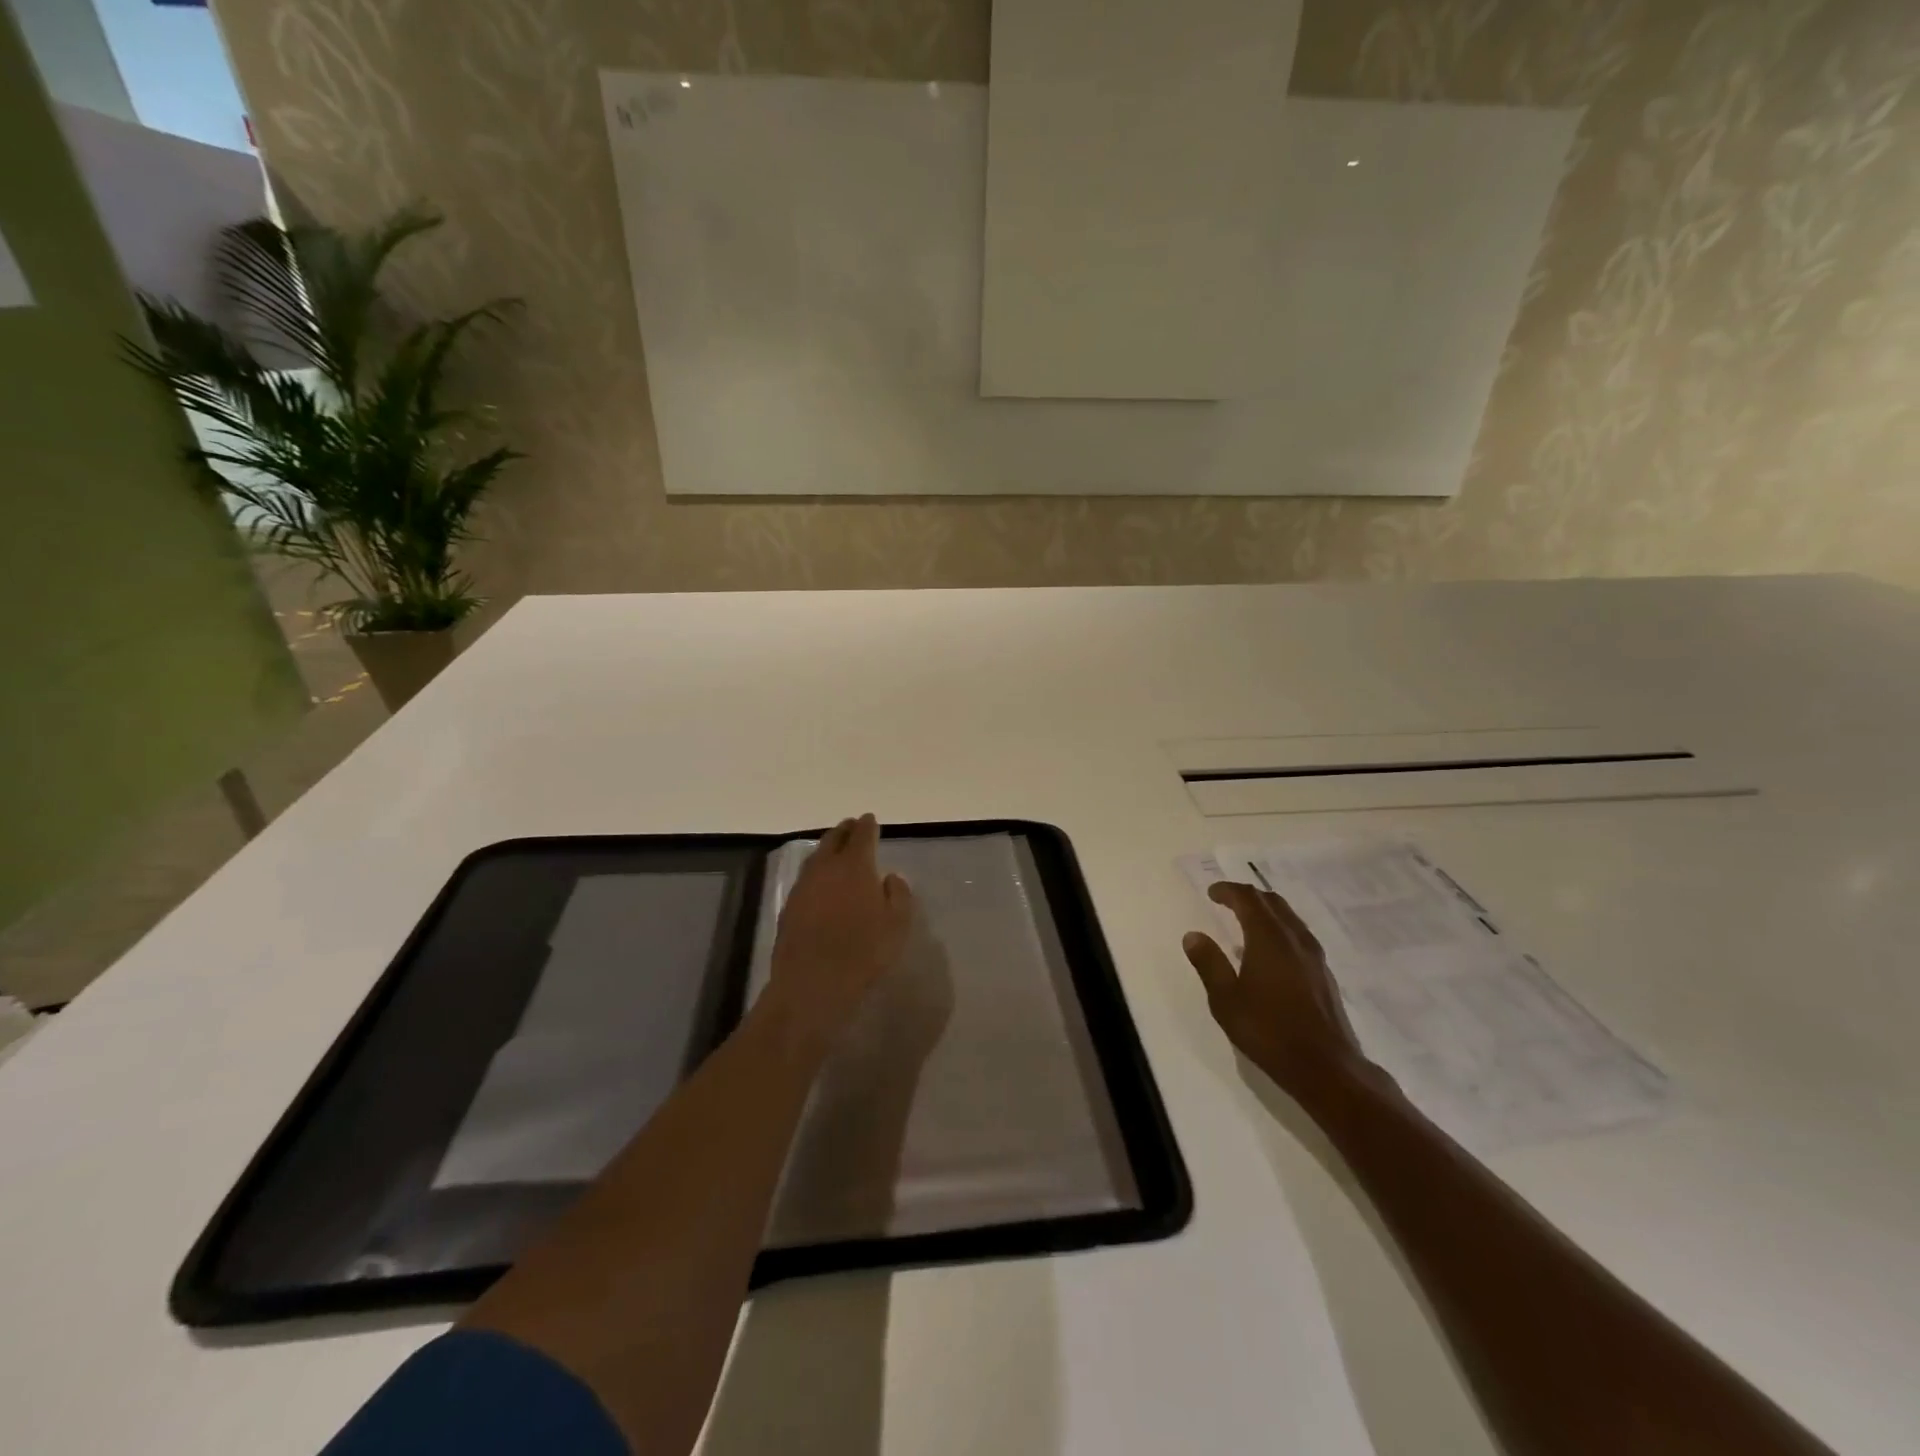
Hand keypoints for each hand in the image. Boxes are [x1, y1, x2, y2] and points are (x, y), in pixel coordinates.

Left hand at [767, 814, 914, 1052]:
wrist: (812, 983)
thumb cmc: (863, 952)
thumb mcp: (897, 924)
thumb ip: (898, 894)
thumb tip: (890, 877)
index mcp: (855, 865)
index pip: (862, 835)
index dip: (868, 825)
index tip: (870, 819)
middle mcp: (826, 868)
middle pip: (834, 839)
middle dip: (844, 830)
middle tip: (852, 826)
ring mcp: (803, 886)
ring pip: (816, 857)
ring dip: (827, 848)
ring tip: (835, 849)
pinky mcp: (789, 906)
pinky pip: (805, 878)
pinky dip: (815, 872)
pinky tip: (820, 883)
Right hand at [1183, 882, 1369, 1097]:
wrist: (1326, 1067)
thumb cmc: (1269, 1031)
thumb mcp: (1226, 1000)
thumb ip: (1209, 964)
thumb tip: (1193, 935)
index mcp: (1268, 938)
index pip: (1248, 900)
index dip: (1228, 891)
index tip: (1212, 892)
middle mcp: (1295, 939)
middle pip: (1273, 903)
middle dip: (1249, 897)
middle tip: (1227, 900)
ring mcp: (1314, 957)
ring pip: (1290, 918)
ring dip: (1267, 912)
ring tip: (1247, 921)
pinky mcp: (1324, 974)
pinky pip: (1299, 936)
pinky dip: (1280, 930)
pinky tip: (1270, 953)